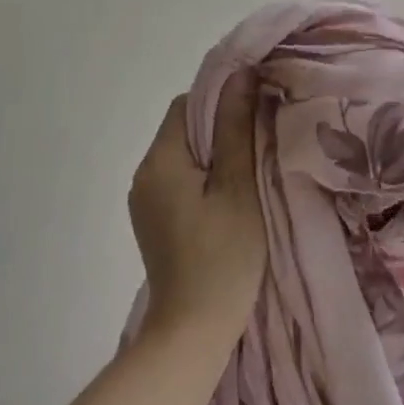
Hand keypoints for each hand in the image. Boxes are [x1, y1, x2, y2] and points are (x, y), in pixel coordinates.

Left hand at [128, 72, 267, 340]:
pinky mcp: (153, 222)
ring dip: (213, 155)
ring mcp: (144, 202)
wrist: (193, 332)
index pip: (186, 105)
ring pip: (183, 157)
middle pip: (182, 129)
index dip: (221, 100)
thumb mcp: (238, 186)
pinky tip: (229, 198)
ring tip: (249, 170)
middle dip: (220, 128)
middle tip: (261, 141)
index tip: (255, 114)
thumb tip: (241, 72)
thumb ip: (237, 127)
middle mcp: (143, 175)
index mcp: (159, 161)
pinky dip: (203, 179)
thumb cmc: (223, 256)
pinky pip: (178, 182)